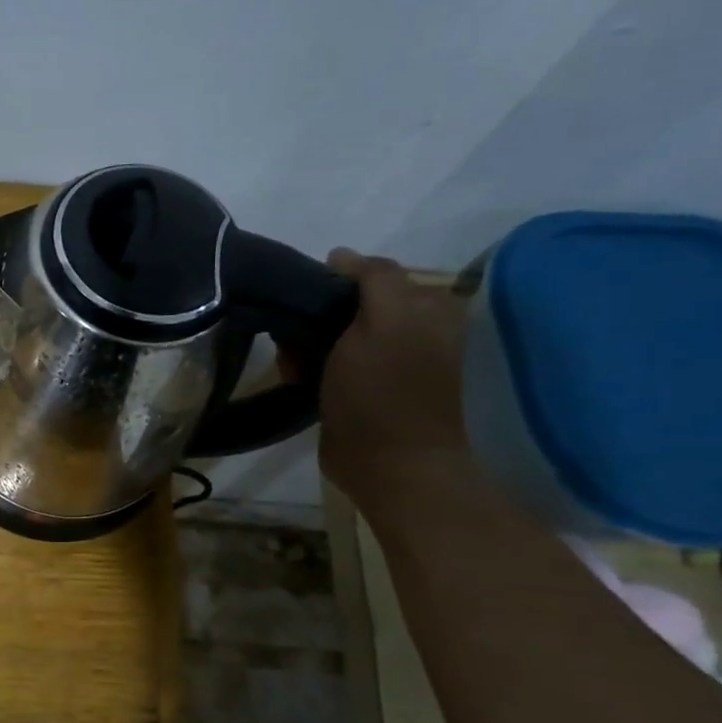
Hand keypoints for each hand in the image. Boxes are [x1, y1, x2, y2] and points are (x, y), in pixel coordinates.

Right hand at [317, 250, 472, 502]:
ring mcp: (386, 363)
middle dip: (314, 319)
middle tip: (297, 341)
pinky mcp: (362, 390)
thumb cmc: (385, 392)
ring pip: (330, 334)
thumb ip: (373, 279)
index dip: (333, 286)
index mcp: (427, 308)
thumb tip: (341, 255)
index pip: (369, 276)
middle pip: (346, 306)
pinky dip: (307, 369)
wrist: (388, 466)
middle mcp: (411, 330)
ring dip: (305, 346)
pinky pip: (326, 363)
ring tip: (295, 367)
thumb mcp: (386, 321)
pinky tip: (298, 381)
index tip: (308, 305)